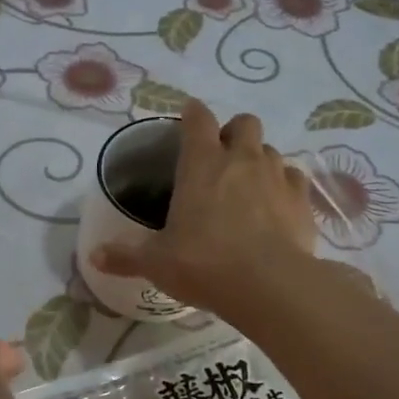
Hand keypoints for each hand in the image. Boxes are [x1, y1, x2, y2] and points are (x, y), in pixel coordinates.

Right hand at [92, 99, 316, 318]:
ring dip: (259, 159)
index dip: (192, 113)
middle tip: (222, 156)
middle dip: (234, 132)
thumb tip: (95, 256)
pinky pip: (295, 178)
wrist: (269, 285)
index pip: (197, 118)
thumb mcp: (156, 263)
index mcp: (201, 163)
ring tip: (249, 185)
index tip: (188, 118)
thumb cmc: (204, 264)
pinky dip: (285, 185)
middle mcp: (242, 159)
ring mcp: (277, 176)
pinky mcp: (303, 200)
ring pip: (271, 149)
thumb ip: (126, 255)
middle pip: (245, 123)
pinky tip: (278, 205)